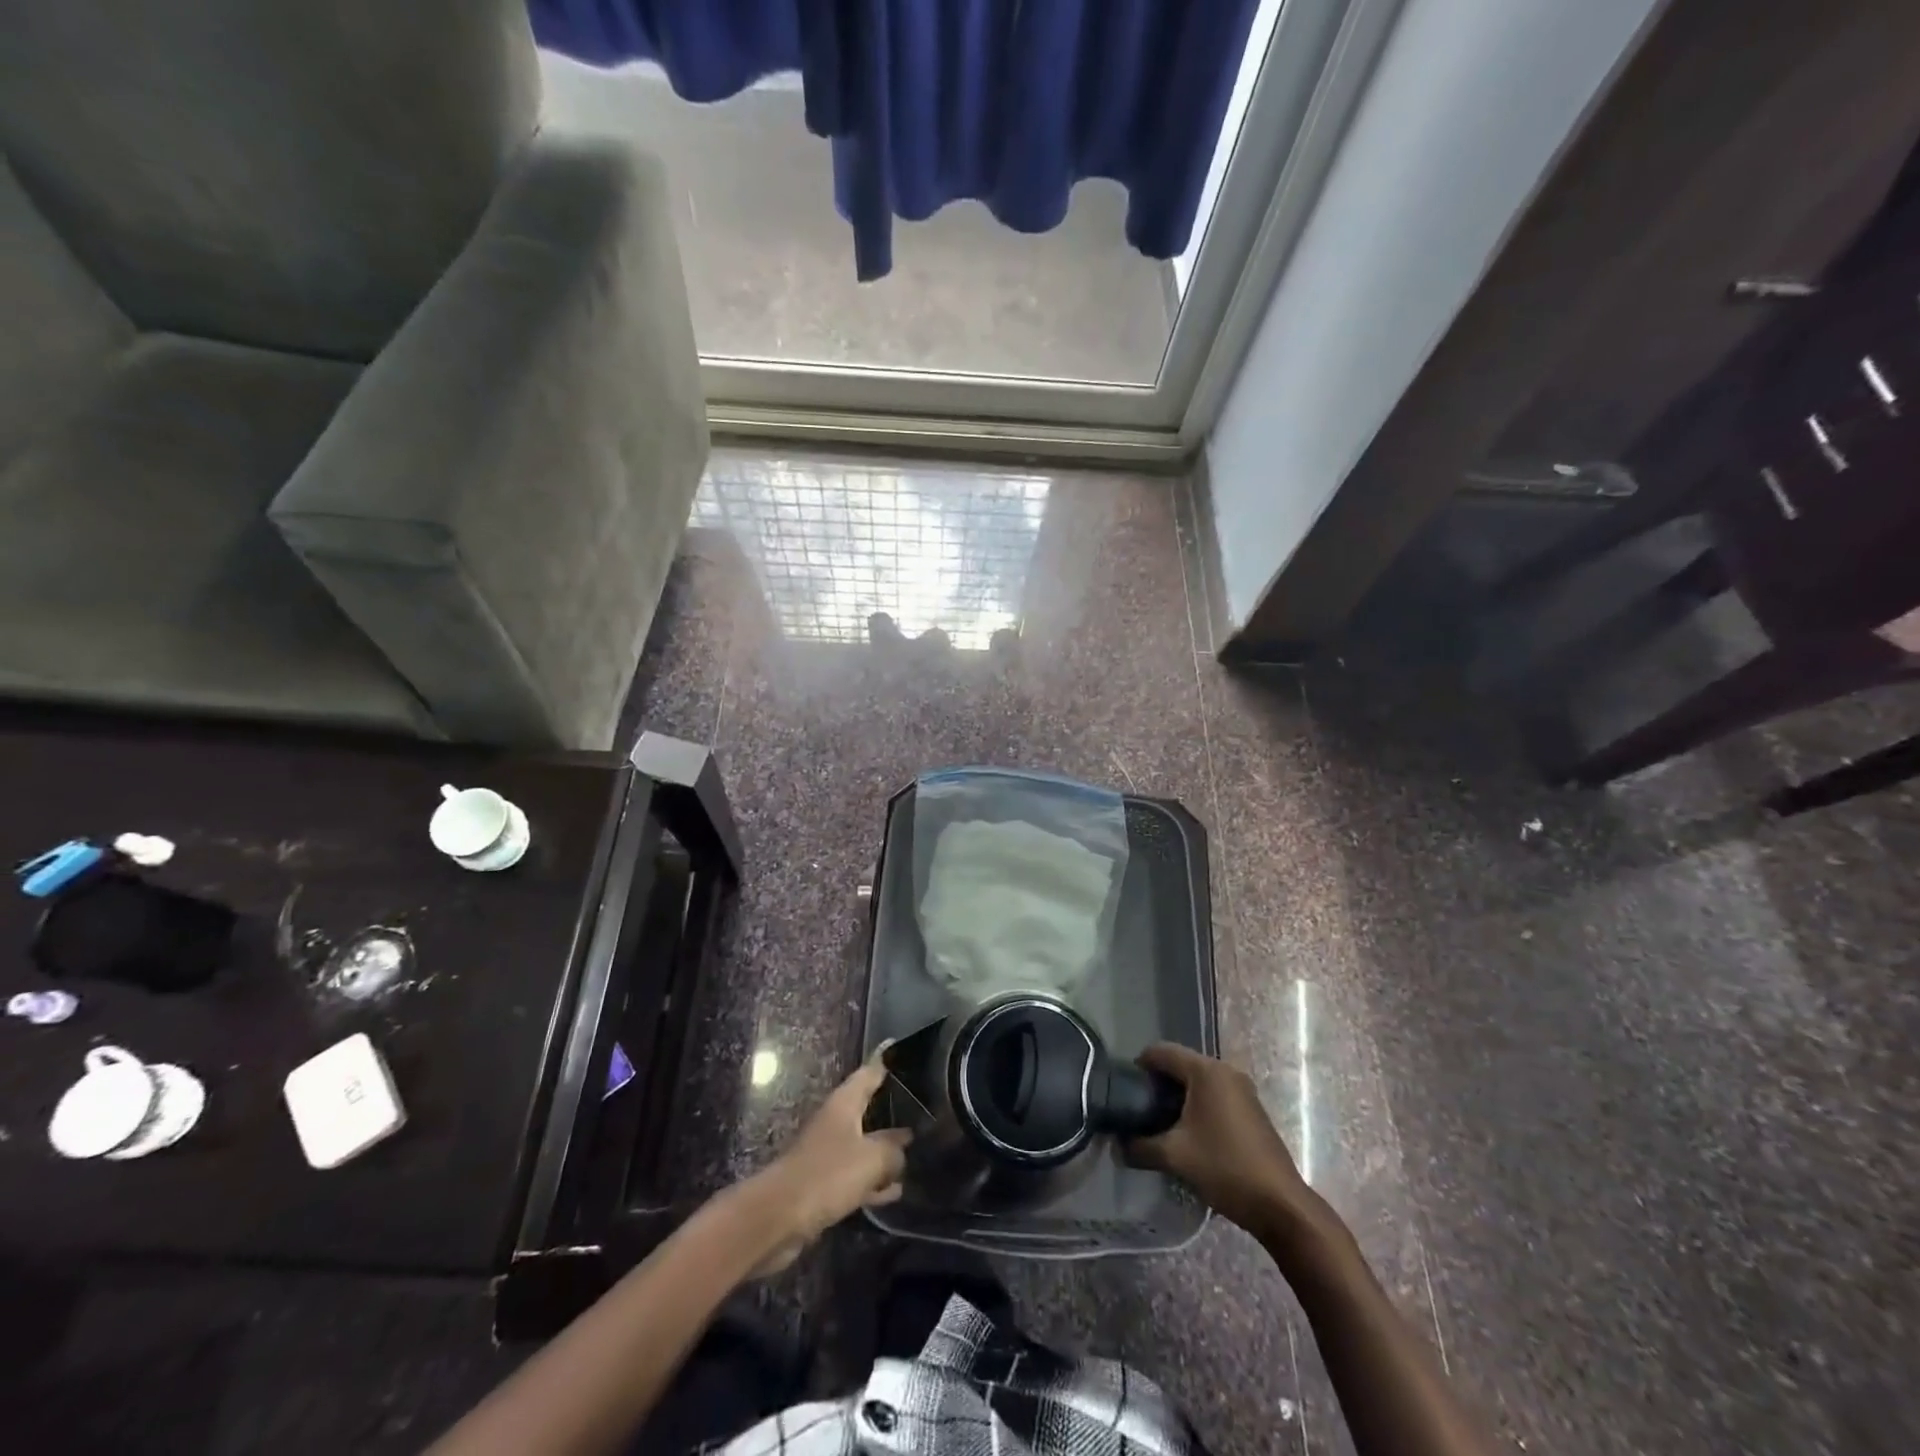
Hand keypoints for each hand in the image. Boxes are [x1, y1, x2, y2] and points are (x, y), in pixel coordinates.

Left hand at [746, 1056, 911, 1273]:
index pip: (869, 1074)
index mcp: (844, 1104)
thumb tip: (904, 1146)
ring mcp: (828, 1153)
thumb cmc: (827, 1174)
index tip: (906, 1055)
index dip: (886, 1064)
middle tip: (922, 1111)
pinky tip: (893, 1192)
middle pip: (867, 1110)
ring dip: (884, 1153)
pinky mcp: (823, 1184)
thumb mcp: (871, 1159)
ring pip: (863, 1146)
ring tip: (914, 1155)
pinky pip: (856, 1177)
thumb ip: (893, 1150)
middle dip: (892, 1111)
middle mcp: (835, 1122)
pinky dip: (873, 1182)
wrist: (779, 1217)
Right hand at [1125, 1043, 1315, 1234]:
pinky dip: (1197, 1106)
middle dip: (1157, 1084)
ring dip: (1177, 1097)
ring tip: (1160, 1123)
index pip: (1161, 1051)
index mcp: (1206, 1071)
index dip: (1139, 1066)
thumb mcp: (1175, 1156)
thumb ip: (1140, 1147)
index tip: (1124, 1090)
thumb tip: (1117, 1147)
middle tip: (1139, 1109)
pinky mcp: (1251, 1109)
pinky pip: (1214, 1095)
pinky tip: (1188, 1134)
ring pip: (1198, 1082)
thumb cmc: (1225, 1168)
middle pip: (1180, 1064)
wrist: (1281, 1205)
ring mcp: (1242, 1090)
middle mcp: (1225, 1071)